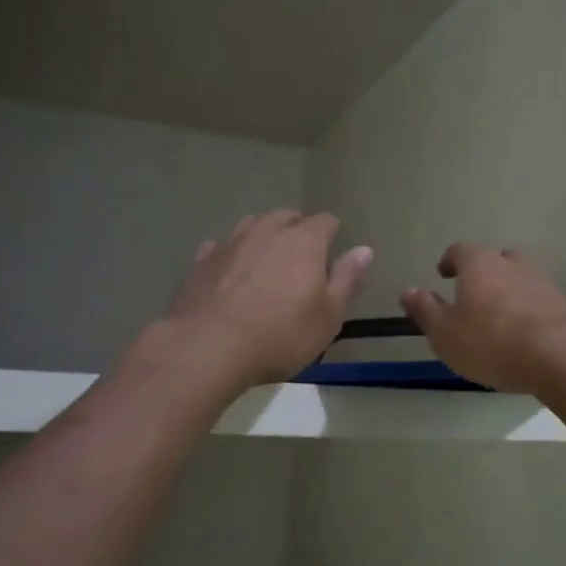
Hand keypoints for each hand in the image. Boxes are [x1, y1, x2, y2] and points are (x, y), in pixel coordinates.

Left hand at [165, 210, 372, 386]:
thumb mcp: (328, 316)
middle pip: (286, 217)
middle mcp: (267, 231)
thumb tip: (364, 250)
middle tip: (301, 260)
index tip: (331, 257)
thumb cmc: (280, 335)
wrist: (209, 348)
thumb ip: (347, 279)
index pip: (325, 221)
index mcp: (304, 241)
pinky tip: (229, 273)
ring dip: (263, 237)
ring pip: (252, 225)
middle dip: (297, 230)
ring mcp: (231, 242)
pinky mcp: (201, 261)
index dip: (331, 235)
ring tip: (266, 262)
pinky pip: (220, 246)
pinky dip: (230, 255)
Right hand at [400, 242, 565, 393]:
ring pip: (519, 275)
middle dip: (481, 272)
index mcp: (479, 264)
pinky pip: (538, 297)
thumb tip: (408, 290)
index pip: (460, 250)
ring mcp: (542, 280)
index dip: (450, 261)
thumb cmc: (492, 343)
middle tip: (471, 294)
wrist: (561, 357)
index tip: (443, 275)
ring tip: (499, 315)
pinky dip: (528, 307)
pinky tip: (524, 331)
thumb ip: (426, 310)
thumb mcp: (445, 334)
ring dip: (507, 289)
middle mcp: (511, 263)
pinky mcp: (563, 301)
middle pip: (493, 258)